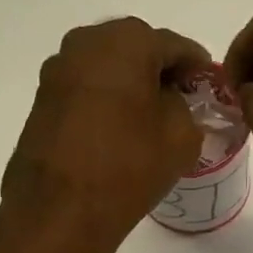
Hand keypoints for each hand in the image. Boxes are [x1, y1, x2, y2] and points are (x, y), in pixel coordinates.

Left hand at [0, 18, 211, 252]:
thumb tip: (168, 101)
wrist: (61, 209)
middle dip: (160, 70)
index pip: (175, 45)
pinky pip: (87, 89)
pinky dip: (108, 100)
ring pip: (108, 67)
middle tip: (182, 99)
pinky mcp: (43, 99)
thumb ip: (184, 106)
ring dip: (131, 84)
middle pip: (136, 48)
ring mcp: (58, 70)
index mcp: (127, 42)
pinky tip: (121, 129)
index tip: (210, 83)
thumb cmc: (130, 165)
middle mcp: (86, 43)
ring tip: (151, 117)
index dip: (197, 65)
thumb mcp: (183, 136)